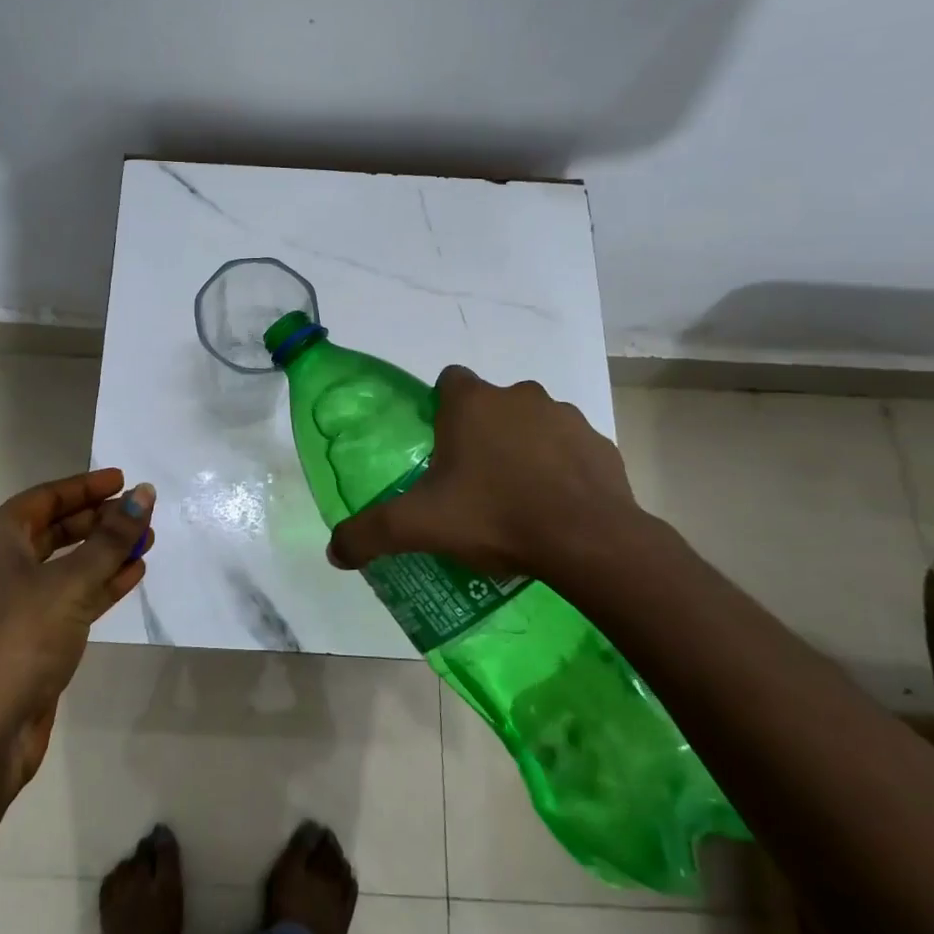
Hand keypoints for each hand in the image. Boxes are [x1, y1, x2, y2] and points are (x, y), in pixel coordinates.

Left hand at [0, 469, 154, 793]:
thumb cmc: (21, 637)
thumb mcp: (71, 582)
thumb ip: (111, 538)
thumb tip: (144, 494)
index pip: (46, 498)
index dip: (85, 486)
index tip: (123, 479)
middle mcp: (3, 565)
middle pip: (57, 529)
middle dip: (100, 520)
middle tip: (141, 514)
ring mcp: (18, 603)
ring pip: (69, 564)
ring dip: (106, 552)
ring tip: (147, 541)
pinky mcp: (35, 636)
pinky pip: (73, 596)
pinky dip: (102, 583)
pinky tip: (133, 573)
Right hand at [325, 365, 647, 581]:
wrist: (589, 542)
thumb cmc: (495, 516)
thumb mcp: (419, 527)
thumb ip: (368, 533)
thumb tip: (333, 552)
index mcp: (472, 403)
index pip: (448, 381)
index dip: (440, 409)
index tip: (438, 448)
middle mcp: (519, 396)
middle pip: (490, 404)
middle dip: (481, 433)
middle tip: (472, 482)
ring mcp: (565, 417)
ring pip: (532, 423)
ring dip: (522, 448)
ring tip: (515, 498)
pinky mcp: (600, 445)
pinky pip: (570, 449)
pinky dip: (561, 468)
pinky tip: (555, 507)